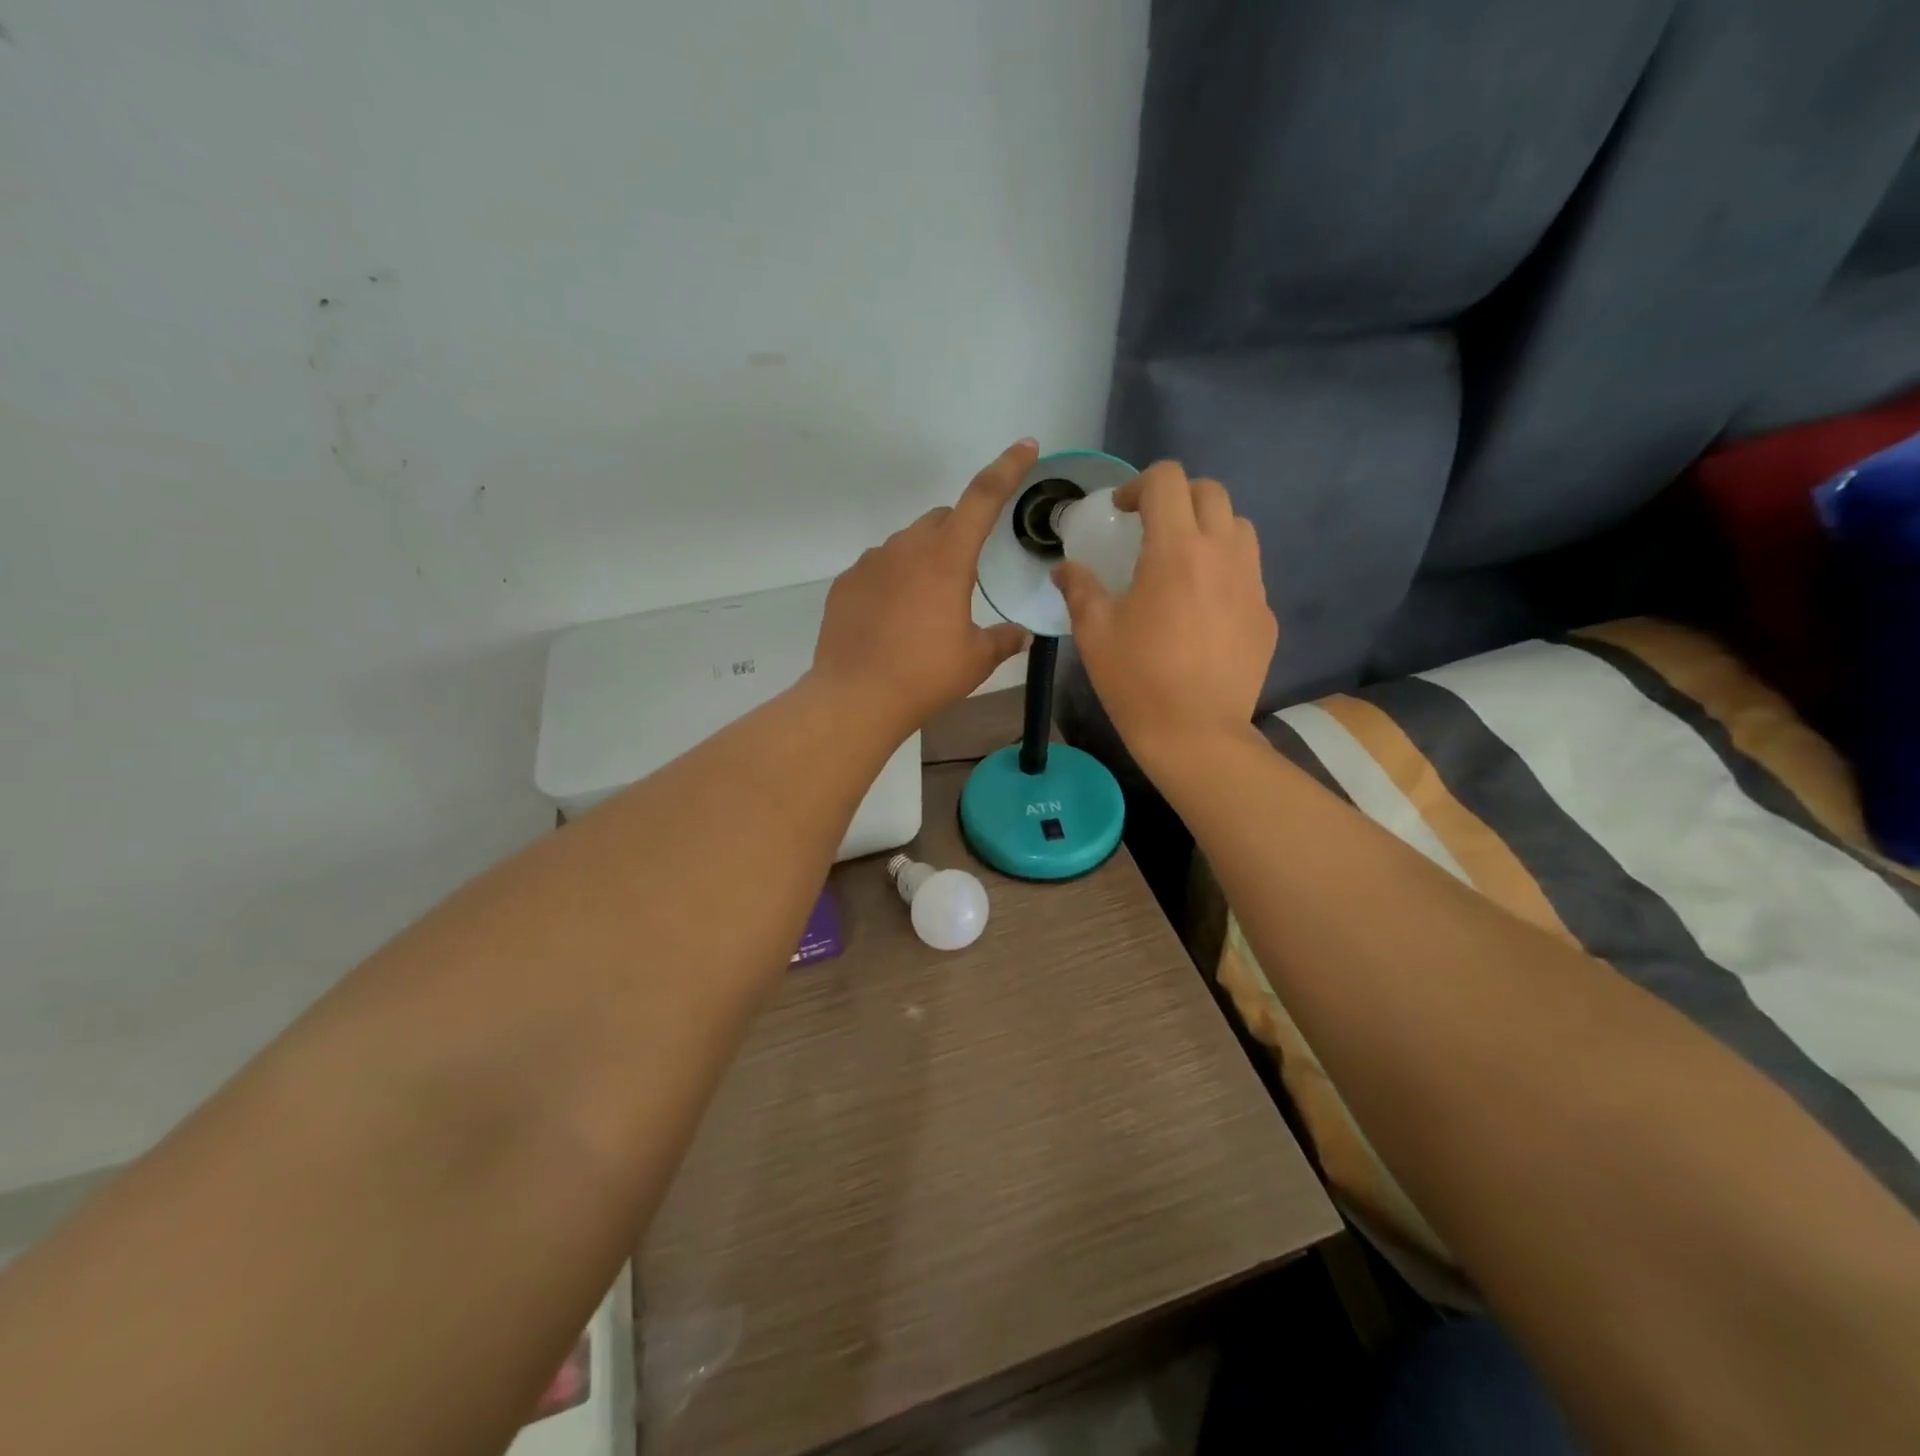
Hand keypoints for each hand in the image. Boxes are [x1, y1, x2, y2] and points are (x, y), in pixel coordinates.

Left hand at [812, 439, 1035, 734]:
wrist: (856, 697)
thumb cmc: (925, 675)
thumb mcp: (976, 660)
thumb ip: (1004, 640)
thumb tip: (1022, 635)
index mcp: (947, 558)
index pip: (983, 498)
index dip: (1007, 468)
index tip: (1025, 446)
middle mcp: (906, 548)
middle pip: (942, 519)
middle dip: (959, 534)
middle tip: (966, 576)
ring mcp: (870, 563)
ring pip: (907, 545)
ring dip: (923, 561)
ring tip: (924, 609)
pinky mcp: (845, 583)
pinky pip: (878, 569)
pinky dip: (892, 582)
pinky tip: (892, 620)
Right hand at [1053, 461, 1275, 768]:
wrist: (1196, 734)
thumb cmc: (1137, 681)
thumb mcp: (1094, 633)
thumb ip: (1079, 589)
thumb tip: (1065, 569)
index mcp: (1175, 551)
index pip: (1167, 480)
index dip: (1139, 485)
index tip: (1122, 512)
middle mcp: (1222, 554)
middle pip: (1210, 491)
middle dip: (1177, 497)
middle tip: (1152, 528)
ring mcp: (1251, 583)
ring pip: (1238, 526)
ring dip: (1208, 528)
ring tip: (1183, 561)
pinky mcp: (1265, 613)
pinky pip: (1248, 572)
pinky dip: (1224, 570)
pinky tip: (1203, 608)